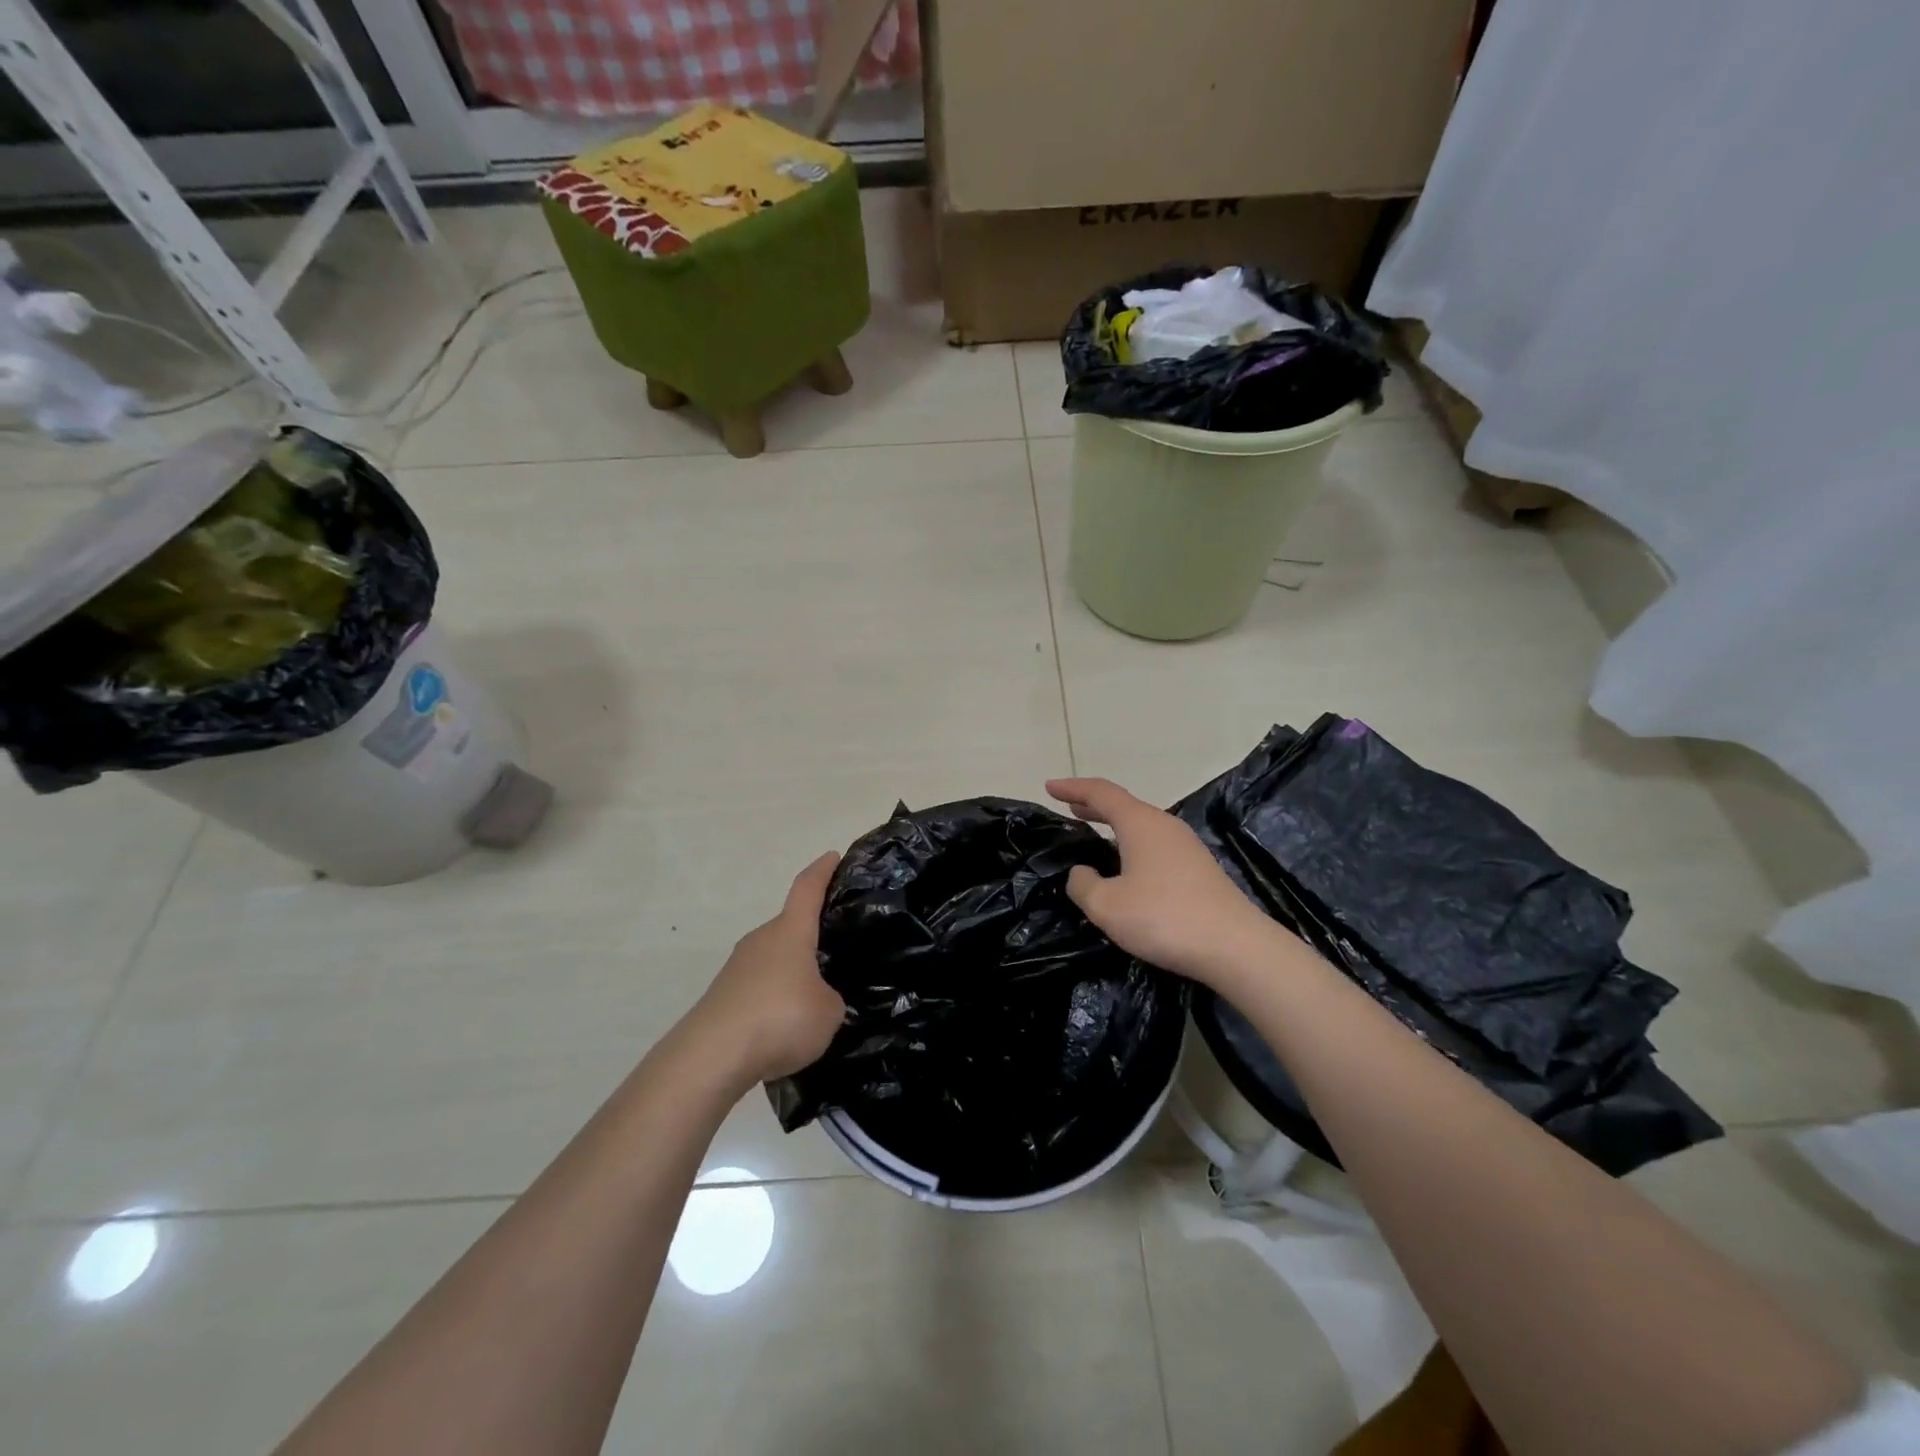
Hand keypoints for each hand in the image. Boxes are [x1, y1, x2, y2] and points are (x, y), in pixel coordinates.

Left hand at [686, 852, 846, 1087]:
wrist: (710, 1057)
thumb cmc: (781, 1018)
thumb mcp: (829, 1011)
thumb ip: (831, 999)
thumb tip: (820, 999)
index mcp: (791, 931)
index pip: (808, 888)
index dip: (822, 871)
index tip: (833, 856)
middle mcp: (761, 940)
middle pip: (790, 927)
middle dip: (811, 935)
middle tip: (837, 948)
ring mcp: (737, 968)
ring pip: (774, 960)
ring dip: (792, 972)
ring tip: (816, 997)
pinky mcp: (722, 998)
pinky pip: (759, 989)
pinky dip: (774, 1000)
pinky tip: (786, 1027)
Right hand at [1047, 777, 1282, 988]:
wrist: (1235, 947)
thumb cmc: (1164, 918)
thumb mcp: (1107, 905)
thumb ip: (1083, 884)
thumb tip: (1081, 873)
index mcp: (1140, 823)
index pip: (1101, 793)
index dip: (1072, 788)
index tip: (1049, 787)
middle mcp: (1164, 826)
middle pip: (1123, 805)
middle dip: (1093, 804)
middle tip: (1069, 807)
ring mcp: (1186, 846)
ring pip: (1141, 825)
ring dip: (1114, 825)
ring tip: (1093, 831)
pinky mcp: (1198, 869)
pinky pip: (1154, 844)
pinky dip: (1131, 843)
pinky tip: (1125, 864)